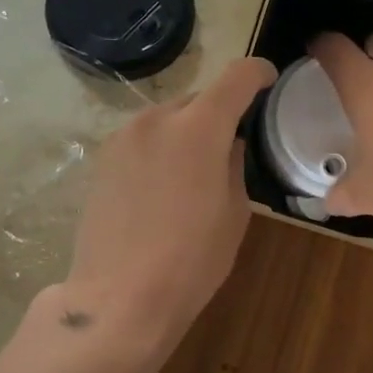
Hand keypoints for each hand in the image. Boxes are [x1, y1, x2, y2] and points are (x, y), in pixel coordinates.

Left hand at [60, 57, 276, 365]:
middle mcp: (157, 119)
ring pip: (167, 118)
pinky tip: (162, 188)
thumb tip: (230, 145)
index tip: (269, 85)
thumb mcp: (235, 213)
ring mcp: (123, 137)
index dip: (259, 74)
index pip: (237, 76)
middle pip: (199, 97)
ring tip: (194, 173)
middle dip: (220, 113)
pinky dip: (160, 149)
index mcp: (199, 127)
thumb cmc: (191, 260)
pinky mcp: (102, 159)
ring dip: (187, 131)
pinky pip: (143, 139)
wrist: (119, 297)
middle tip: (231, 147)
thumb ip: (236, 165)